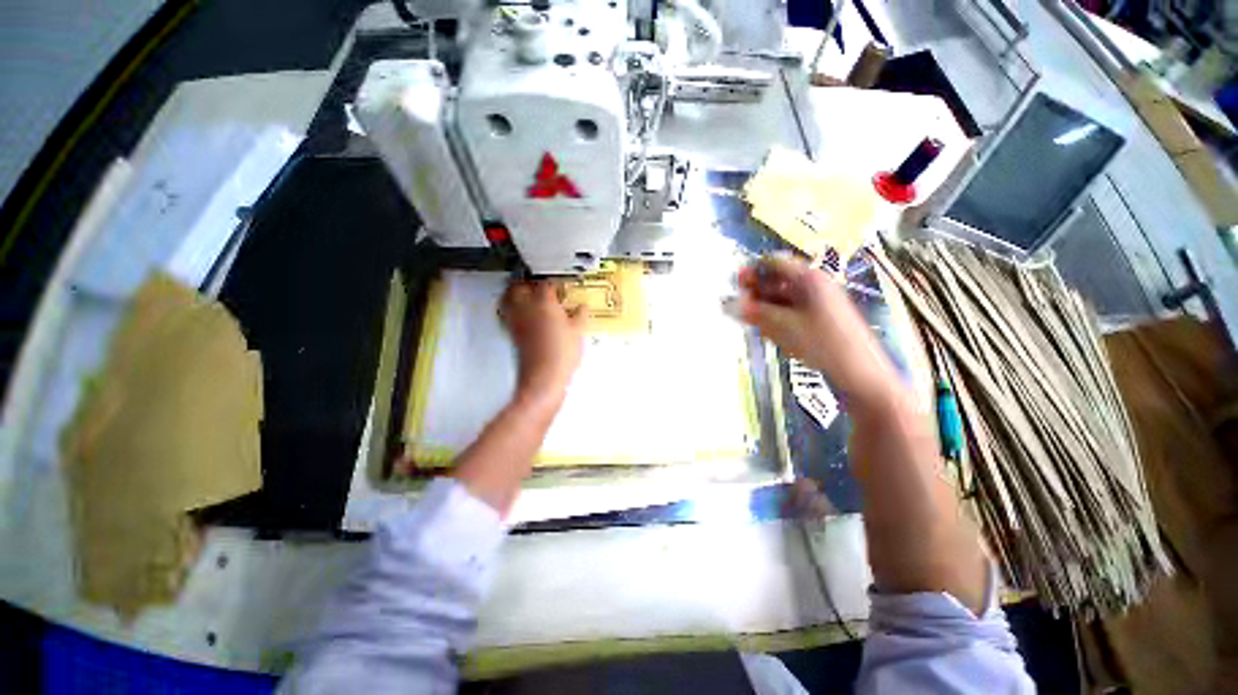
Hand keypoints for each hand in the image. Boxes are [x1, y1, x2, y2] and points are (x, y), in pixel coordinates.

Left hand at [500, 281, 587, 403]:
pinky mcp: (512, 334)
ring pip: (508, 299)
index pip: (545, 283)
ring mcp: (516, 321)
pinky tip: (524, 315)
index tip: (560, 285)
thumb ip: (580, 315)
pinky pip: (508, 314)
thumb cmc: (562, 353)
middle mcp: (526, 308)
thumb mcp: (578, 332)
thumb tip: (582, 307)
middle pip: (518, 286)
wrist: (544, 377)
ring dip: (515, 294)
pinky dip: (513, 309)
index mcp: (544, 302)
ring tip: (526, 295)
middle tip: (537, 285)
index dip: (553, 282)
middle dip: (526, 282)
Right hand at [735, 256, 898, 407]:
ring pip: (782, 298)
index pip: (774, 263)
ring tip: (752, 323)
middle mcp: (814, 285)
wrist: (859, 372)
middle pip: (777, 281)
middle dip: (756, 293)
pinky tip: (769, 333)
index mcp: (808, 278)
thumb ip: (753, 312)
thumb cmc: (822, 343)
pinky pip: (791, 311)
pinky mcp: (819, 318)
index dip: (752, 271)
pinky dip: (777, 318)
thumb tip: (727, 303)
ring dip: (764, 307)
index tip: (736, 286)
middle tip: (740, 308)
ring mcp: (818, 302)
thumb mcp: (782, 326)